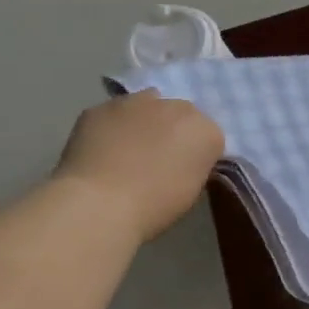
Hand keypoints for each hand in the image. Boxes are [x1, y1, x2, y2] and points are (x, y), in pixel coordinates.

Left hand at [53, 92, 224, 242]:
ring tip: (129, 148)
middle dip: (174, 130)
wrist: (100, 204)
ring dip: (144, 121)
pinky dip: (112, 126)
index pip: (209, 135)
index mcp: (207, 131)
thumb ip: (193, 164)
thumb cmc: (155, 206)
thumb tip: (181, 160)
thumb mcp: (193, 189)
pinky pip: (113, 114)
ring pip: (147, 105)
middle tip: (158, 157)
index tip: (185, 170)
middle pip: (181, 114)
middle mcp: (178, 108)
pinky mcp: (101, 106)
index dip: (196, 152)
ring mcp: (137, 102)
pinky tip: (102, 148)